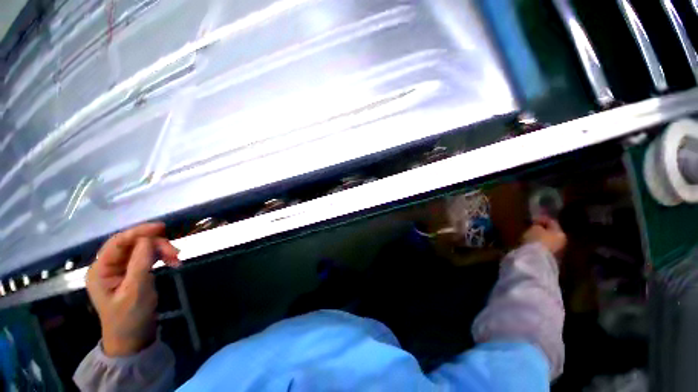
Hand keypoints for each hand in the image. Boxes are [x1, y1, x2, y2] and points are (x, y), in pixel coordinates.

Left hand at [86, 222, 179, 356]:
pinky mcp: (133, 272)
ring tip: (177, 260)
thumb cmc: (130, 317)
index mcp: (101, 270)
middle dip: (156, 244)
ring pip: (143, 248)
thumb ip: (140, 263)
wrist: (133, 338)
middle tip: (176, 253)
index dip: (139, 231)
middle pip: (133, 244)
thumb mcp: (136, 291)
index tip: (161, 227)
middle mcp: (109, 266)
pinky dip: (161, 256)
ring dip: (161, 250)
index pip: (118, 242)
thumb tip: (148, 238)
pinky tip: (173, 262)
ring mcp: (121, 269)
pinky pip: (148, 256)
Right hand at [522, 216, 566, 254]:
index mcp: (560, 232)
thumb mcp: (534, 228)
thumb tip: (538, 226)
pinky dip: (539, 244)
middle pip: (551, 232)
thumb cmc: (536, 239)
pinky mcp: (549, 258)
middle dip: (542, 229)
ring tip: (530, 236)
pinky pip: (544, 247)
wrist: (535, 258)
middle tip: (532, 227)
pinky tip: (531, 244)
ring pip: (548, 240)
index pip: (552, 222)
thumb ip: (537, 225)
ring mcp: (557, 251)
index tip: (532, 218)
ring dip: (540, 237)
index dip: (541, 219)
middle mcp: (562, 241)